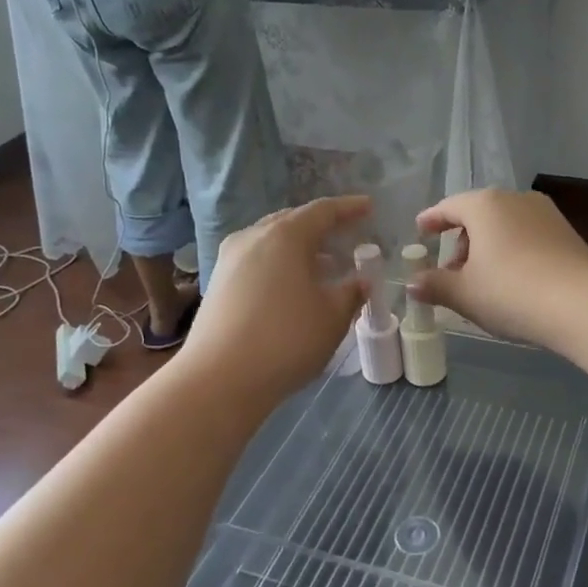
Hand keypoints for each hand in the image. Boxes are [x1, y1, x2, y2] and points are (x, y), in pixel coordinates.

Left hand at [183, 196, 369, 402]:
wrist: (220, 379)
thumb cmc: (286, 340)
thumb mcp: (332, 317)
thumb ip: (351, 293)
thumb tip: (360, 282)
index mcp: (285, 236)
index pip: (323, 211)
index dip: (349, 208)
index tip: (369, 207)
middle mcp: (253, 237)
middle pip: (293, 222)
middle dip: (321, 227)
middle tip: (346, 236)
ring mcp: (230, 260)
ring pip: (272, 242)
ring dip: (300, 249)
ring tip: (324, 266)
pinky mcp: (218, 283)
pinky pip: (257, 261)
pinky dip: (280, 265)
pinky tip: (293, 287)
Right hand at [409, 189, 587, 350]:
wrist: (581, 304)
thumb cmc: (510, 292)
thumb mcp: (464, 294)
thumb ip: (434, 285)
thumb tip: (412, 284)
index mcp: (484, 205)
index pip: (449, 207)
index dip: (431, 220)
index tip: (420, 231)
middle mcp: (515, 199)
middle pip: (478, 215)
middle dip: (461, 241)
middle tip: (451, 272)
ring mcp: (545, 214)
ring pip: (505, 226)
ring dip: (488, 248)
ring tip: (483, 281)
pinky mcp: (567, 233)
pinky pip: (528, 237)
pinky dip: (513, 252)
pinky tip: (513, 281)